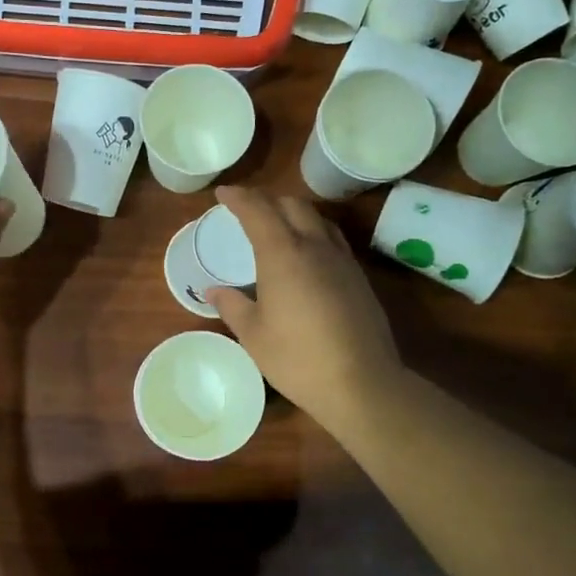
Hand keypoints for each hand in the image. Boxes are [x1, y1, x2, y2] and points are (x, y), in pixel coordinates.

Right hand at [206, 187, 403, 436]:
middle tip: (248, 208)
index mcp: (283, 255)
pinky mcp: (359, 279)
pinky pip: (333, 241)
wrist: (361, 383)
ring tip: (278, 225)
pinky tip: (307, 255)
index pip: (258, 211)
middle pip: (293, 206)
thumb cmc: (297, 359)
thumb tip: (214, 291)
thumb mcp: (253, 335)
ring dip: (294, 213)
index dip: (239, 198)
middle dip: (268, 200)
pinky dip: (313, 234)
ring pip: (318, 220)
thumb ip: (232, 306)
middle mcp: (315, 248)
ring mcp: (342, 261)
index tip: (223, 193)